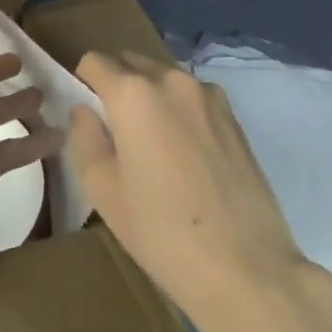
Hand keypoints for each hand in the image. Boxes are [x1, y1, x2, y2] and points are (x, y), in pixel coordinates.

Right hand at [67, 51, 331, 331]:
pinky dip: (181, 112)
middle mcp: (169, 80)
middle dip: (118, 87)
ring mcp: (207, 95)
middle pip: (131, 63)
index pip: (94, 61)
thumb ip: (84, 138)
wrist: (247, 270)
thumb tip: (85, 111)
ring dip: (152, 97)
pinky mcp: (234, 116)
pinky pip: (193, 98)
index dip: (84, 84)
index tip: (89, 117)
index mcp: (132, 93)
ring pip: (164, 79)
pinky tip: (189, 157)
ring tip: (157, 147)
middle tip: (119, 135)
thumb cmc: (163, 233)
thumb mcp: (102, 191)